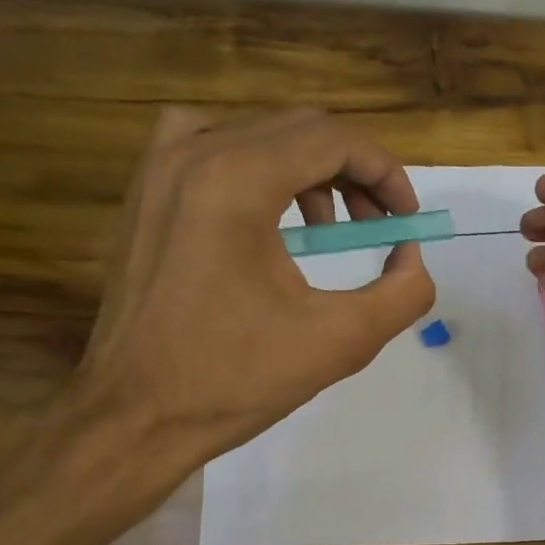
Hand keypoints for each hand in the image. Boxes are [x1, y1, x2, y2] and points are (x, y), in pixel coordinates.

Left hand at [67, 107, 434, 474]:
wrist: (134, 415)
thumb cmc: (235, 379)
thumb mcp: (341, 342)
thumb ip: (403, 293)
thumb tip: (411, 257)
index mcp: (236, 181)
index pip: (333, 139)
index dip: (386, 173)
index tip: (406, 220)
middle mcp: (192, 154)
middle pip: (300, 129)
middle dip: (355, 173)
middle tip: (379, 228)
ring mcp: (159, 169)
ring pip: (260, 134)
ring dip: (311, 170)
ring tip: (329, 231)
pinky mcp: (145, 193)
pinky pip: (213, 147)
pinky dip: (259, 169)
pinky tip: (269, 217)